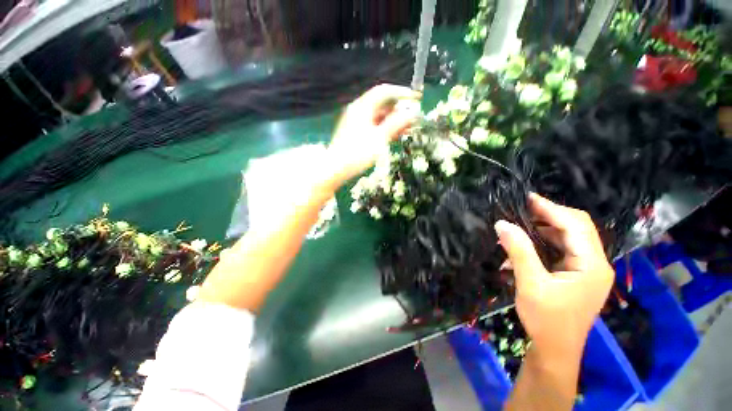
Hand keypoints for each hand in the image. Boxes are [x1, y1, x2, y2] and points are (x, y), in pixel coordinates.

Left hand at [326, 84, 420, 186]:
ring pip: (380, 117)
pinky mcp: (357, 132)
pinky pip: (375, 126)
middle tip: (414, 118)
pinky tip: (396, 135)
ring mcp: (357, 122)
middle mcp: (359, 110)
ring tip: (409, 129)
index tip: (416, 99)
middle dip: (400, 110)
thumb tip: (412, 113)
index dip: (402, 93)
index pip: (385, 92)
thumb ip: (396, 124)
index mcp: (362, 107)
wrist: (336, 168)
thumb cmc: (357, 153)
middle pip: (383, 104)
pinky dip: (386, 129)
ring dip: (394, 121)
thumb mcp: (379, 138)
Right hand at [495, 194, 613, 358]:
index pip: (576, 225)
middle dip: (548, 216)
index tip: (526, 198)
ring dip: (543, 230)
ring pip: (567, 238)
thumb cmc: (546, 320)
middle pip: (576, 228)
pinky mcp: (576, 275)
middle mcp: (595, 263)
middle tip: (521, 209)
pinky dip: (542, 244)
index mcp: (591, 265)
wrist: (555, 351)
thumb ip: (518, 251)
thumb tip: (502, 224)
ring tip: (518, 226)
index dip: (551, 208)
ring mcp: (587, 270)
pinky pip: (561, 250)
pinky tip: (523, 247)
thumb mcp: (530, 283)